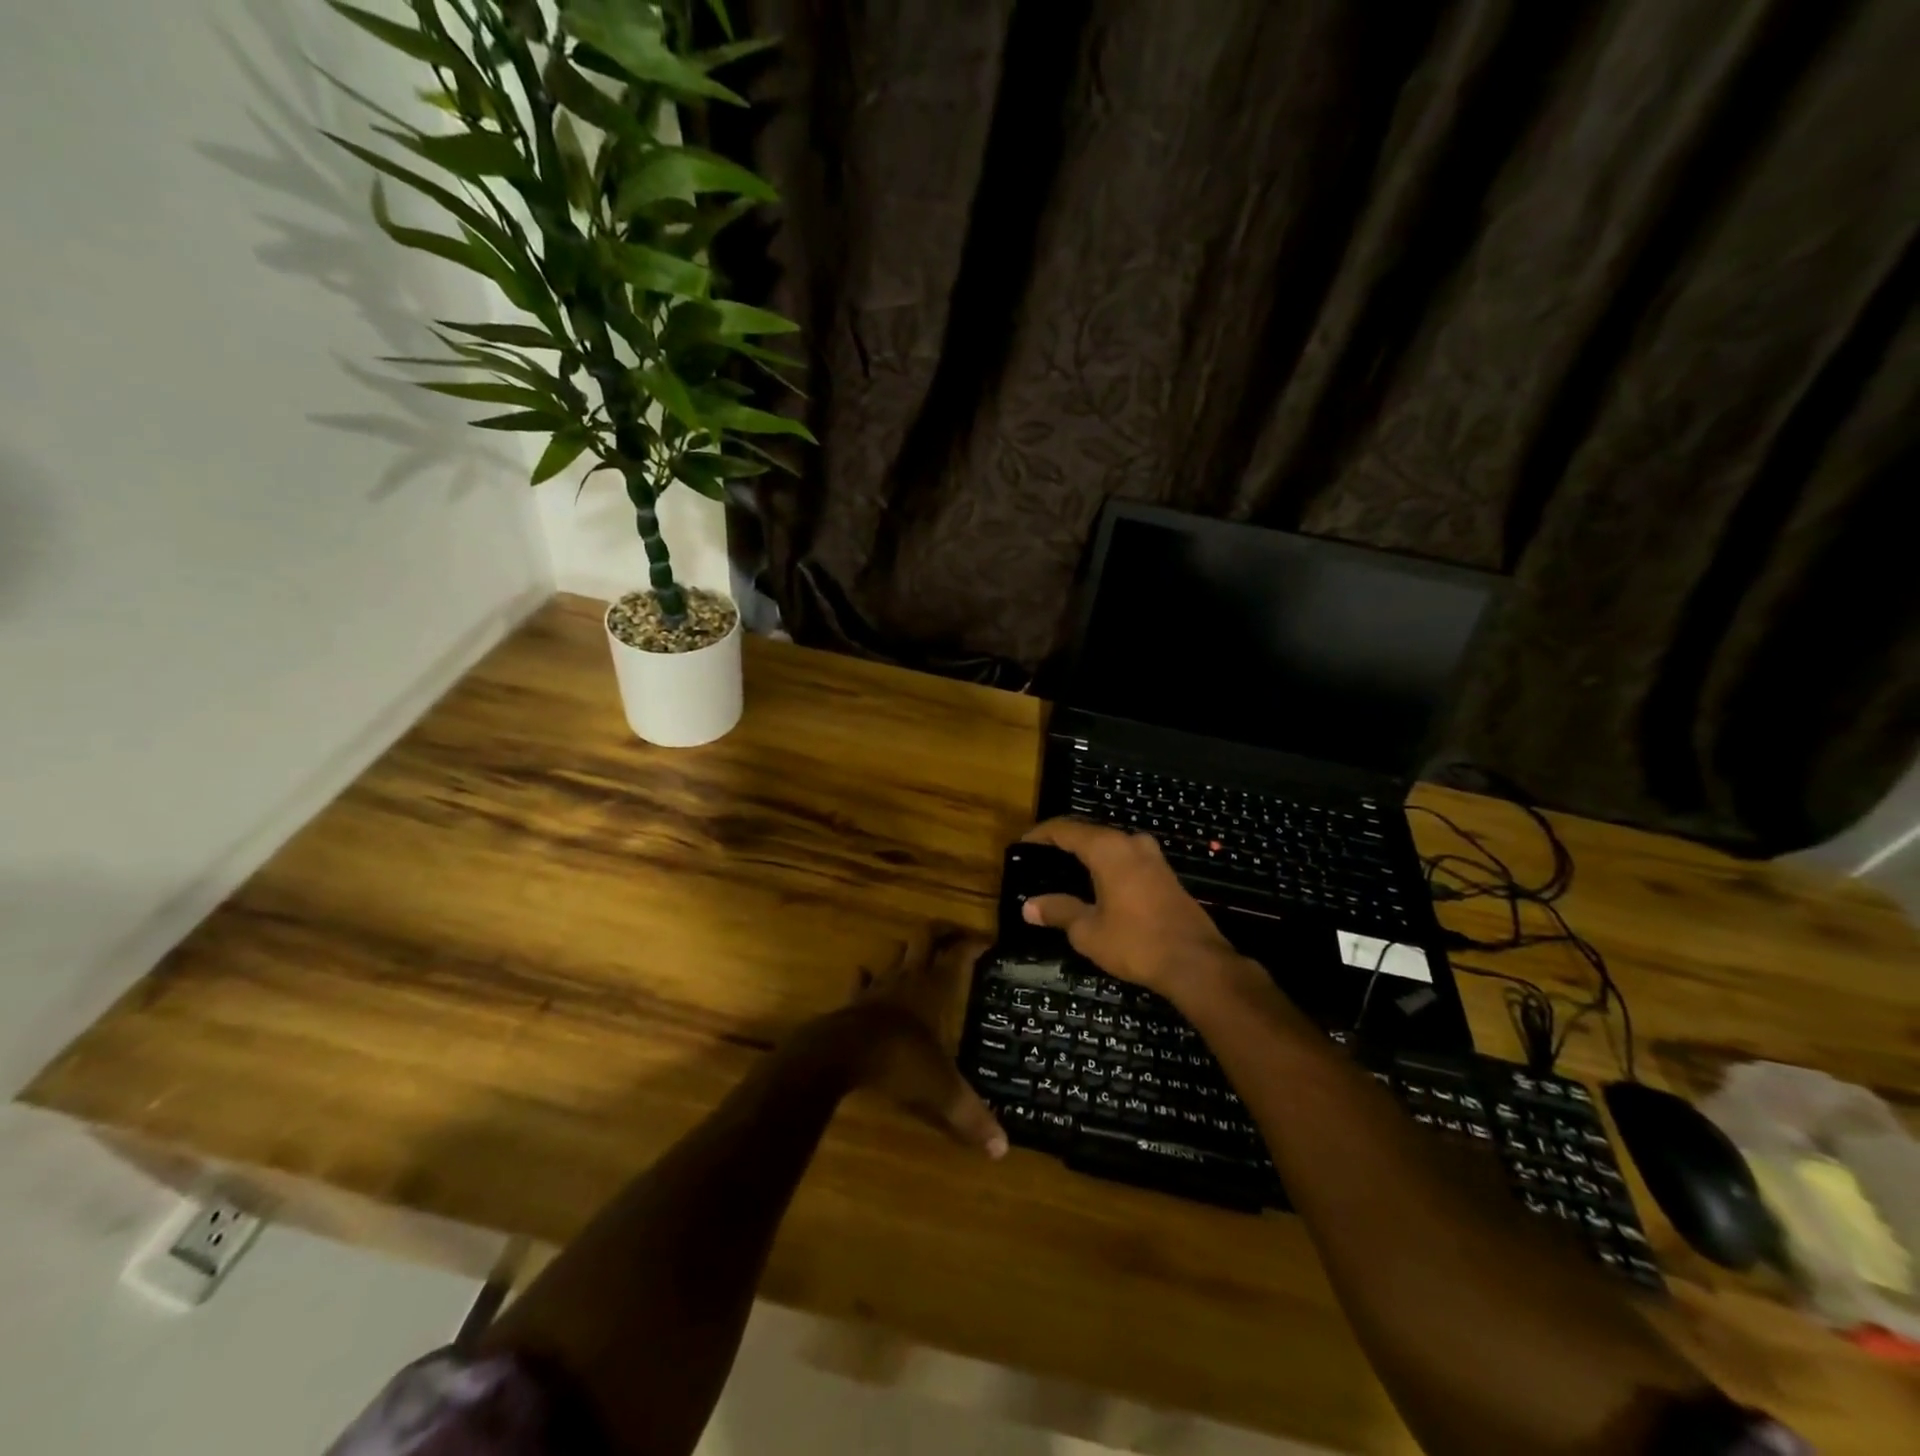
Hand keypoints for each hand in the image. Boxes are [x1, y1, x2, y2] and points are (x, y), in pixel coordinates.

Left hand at [827, 926, 1006, 1158]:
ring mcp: (878, 986)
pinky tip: (868, 976)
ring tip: (917, 953)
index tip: (988, 941)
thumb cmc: (899, 1062)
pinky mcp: (853, 1000)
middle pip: (925, 937)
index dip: (974, 943)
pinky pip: (862, 980)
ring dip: (907, 949)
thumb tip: (1002, 1149)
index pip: (959, 954)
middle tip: (954, 934)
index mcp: (935, 989)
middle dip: (941, 931)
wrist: (841, 1054)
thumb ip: (970, 1116)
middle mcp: (909, 978)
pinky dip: (868, 976)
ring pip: (895, 953)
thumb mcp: (941, 1091)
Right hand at [1020, 819, 1242, 998]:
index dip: (1040, 835)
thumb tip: (1029, 906)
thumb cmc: (1136, 942)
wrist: (1197, 963)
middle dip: (1063, 843)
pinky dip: (1106, 865)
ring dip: (1087, 854)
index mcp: (1108, 848)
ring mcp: (1153, 857)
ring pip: (1111, 845)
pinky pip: (1127, 859)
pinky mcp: (1165, 875)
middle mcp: (1131, 843)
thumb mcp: (1088, 931)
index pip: (1065, 829)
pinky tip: (1097, 886)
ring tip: (1065, 872)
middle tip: (1040, 860)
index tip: (1022, 846)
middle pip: (1089, 832)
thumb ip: (1058, 911)